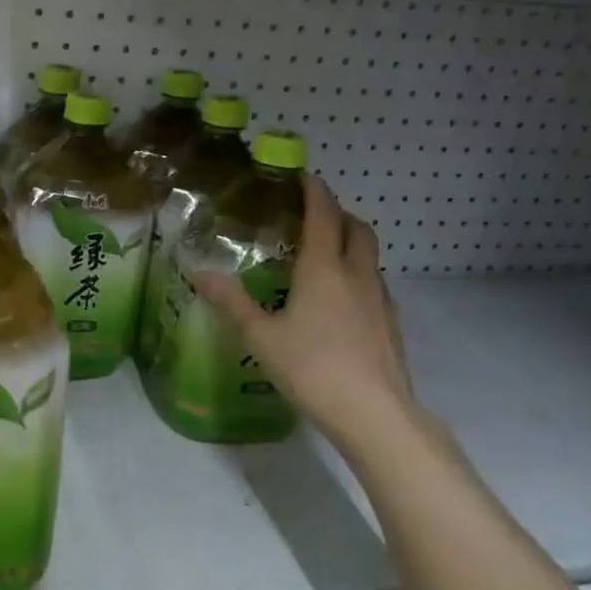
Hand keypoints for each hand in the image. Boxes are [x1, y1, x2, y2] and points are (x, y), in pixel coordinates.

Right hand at [196, 174, 418, 457]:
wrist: (374, 413)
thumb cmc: (312, 368)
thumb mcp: (261, 336)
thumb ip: (231, 303)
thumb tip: (199, 273)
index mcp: (324, 269)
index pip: (323, 215)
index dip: (314, 191)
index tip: (302, 176)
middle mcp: (357, 275)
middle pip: (357, 229)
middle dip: (338, 213)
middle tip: (313, 216)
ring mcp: (380, 300)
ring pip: (370, 257)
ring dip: (351, 244)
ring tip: (324, 257)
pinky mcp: (391, 325)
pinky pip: (375, 285)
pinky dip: (358, 277)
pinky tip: (341, 302)